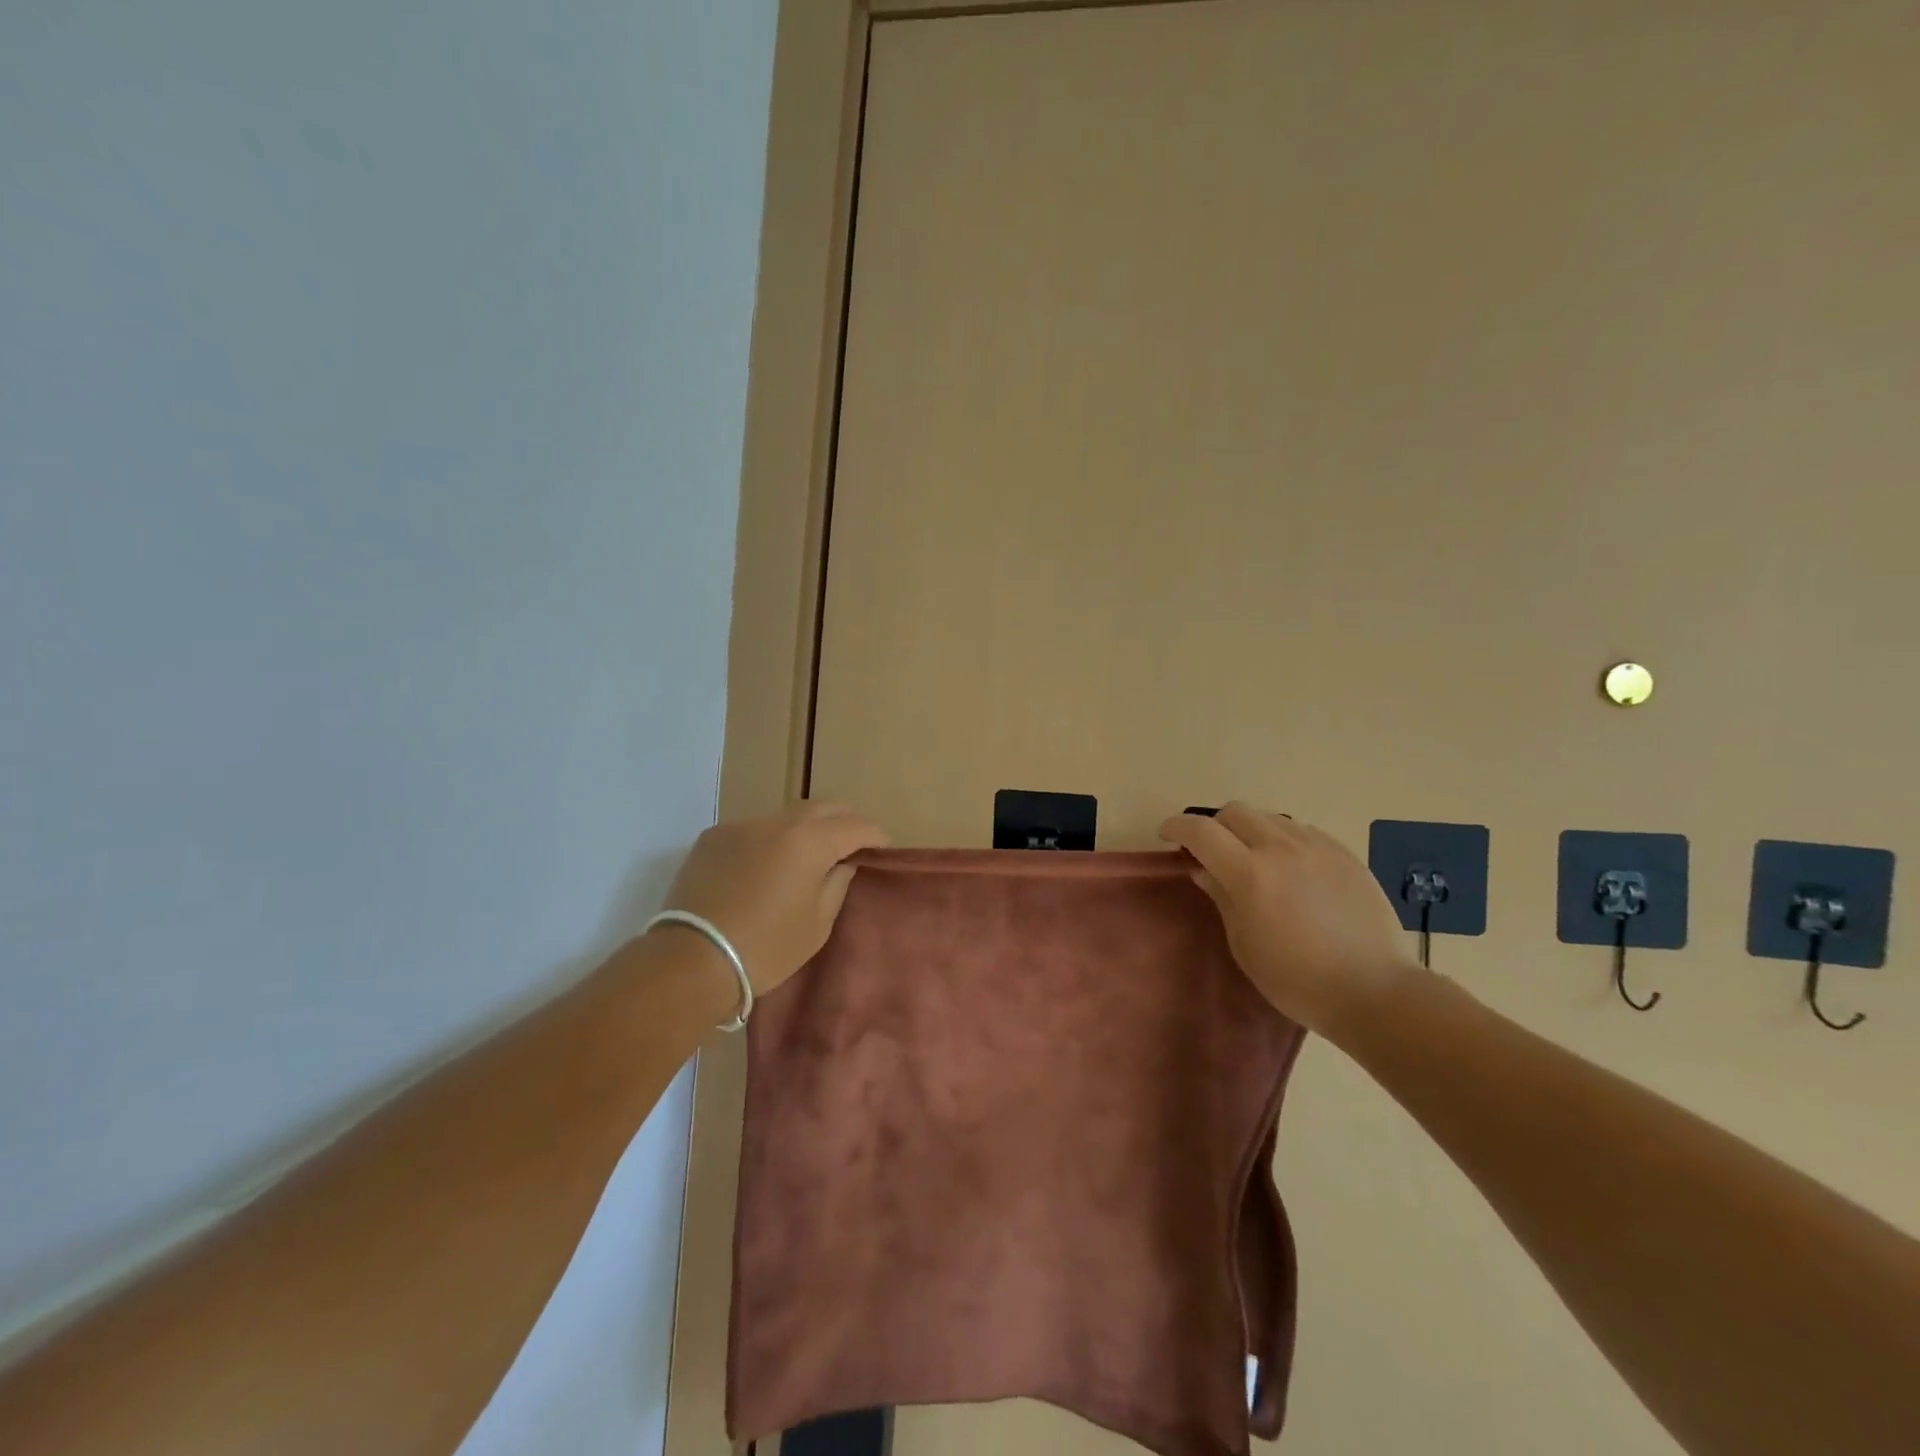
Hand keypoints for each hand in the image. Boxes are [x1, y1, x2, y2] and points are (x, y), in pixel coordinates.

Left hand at [657, 802, 889, 997]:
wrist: (691, 960)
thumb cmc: (766, 948)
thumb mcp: (817, 924)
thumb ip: (837, 883)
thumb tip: (843, 862)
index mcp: (809, 841)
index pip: (854, 826)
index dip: (874, 835)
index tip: (883, 847)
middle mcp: (776, 822)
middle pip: (822, 808)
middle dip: (844, 821)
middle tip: (853, 842)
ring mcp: (741, 826)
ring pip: (786, 816)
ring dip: (806, 828)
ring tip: (810, 853)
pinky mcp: (713, 837)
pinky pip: (755, 829)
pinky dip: (772, 839)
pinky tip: (768, 863)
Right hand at [1159, 802, 1417, 1037]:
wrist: (1375, 991)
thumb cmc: (1297, 980)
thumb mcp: (1244, 945)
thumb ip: (1221, 898)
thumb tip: (1202, 869)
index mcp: (1250, 874)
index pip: (1201, 831)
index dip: (1177, 827)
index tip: (1167, 835)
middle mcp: (1282, 848)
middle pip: (1235, 812)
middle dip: (1215, 825)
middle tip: (1212, 852)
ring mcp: (1318, 847)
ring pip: (1270, 817)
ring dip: (1250, 830)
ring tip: (1254, 859)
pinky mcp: (1344, 854)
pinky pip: (1302, 831)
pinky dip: (1283, 840)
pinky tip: (1291, 868)